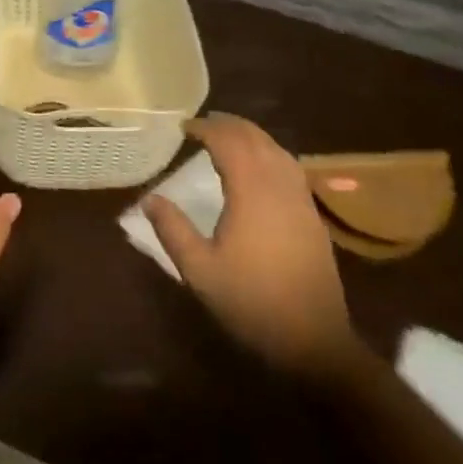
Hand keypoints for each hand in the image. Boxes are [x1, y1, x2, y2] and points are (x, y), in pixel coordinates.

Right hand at [142, 114, 355, 375]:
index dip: (206, 129)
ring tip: (228, 135)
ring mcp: (301, 199)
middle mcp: (279, 186)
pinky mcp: (313, 215)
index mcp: (251, 192)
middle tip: (203, 123)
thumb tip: (149, 199)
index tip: (184, 126)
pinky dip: (270, 153)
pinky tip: (261, 165)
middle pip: (256, 139)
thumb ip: (172, 230)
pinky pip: (290, 167)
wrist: (313, 339)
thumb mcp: (199, 270)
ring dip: (252, 136)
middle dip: (229, 125)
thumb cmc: (251, 302)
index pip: (228, 143)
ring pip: (278, 150)